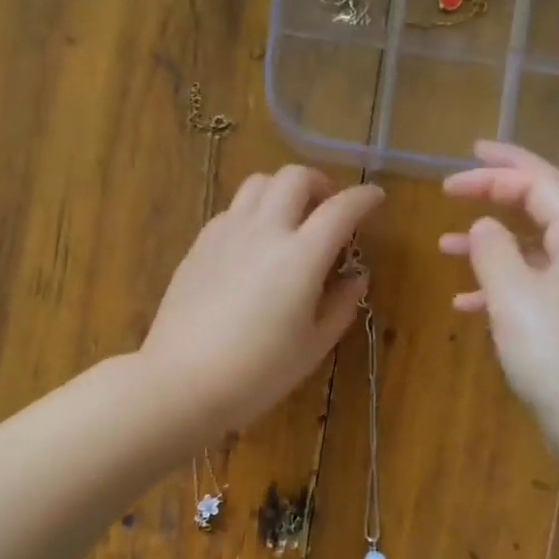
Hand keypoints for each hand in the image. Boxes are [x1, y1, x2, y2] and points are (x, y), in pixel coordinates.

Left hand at [143, 164, 383, 438]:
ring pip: (258, 183)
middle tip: (328, 210)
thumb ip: (341, 305)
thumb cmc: (258, 372)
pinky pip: (232, 209)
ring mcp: (226, 233)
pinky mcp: (199, 245)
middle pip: (295, 177)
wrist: (183, 381)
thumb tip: (356, 276)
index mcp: (301, 256)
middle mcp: (264, 231)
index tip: (375, 199)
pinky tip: (254, 245)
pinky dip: (253, 212)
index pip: (341, 209)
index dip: (364, 198)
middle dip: (320, 184)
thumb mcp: (313, 346)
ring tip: (290, 220)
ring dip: (283, 191)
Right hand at [441, 141, 558, 446]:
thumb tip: (484, 225)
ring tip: (445, 248)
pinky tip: (466, 305)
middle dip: (497, 196)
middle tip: (452, 191)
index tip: (459, 163)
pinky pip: (535, 290)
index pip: (543, 182)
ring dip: (492, 245)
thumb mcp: (515, 296)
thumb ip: (493, 251)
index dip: (501, 166)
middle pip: (543, 210)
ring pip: (534, 253)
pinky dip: (501, 288)